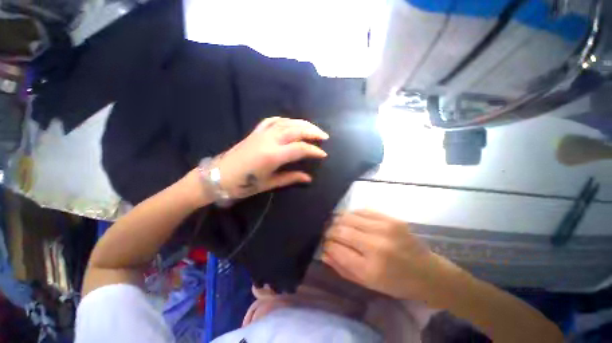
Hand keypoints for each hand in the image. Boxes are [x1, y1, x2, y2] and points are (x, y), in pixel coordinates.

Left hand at [216, 117, 328, 198]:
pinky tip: (291, 123)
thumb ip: (290, 178)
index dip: (314, 151)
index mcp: (272, 155)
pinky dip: (285, 120)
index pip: (300, 148)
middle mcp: (269, 140)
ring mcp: (261, 133)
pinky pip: (273, 121)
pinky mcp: (256, 132)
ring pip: (286, 122)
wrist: (218, 176)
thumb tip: (308, 178)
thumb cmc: (243, 184)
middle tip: (324, 136)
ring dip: (302, 123)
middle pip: (296, 130)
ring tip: (312, 128)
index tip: (323, 154)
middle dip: (312, 131)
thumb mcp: (269, 183)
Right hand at [322, 210, 461, 302]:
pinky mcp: (391, 218)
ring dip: (338, 220)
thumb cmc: (396, 283)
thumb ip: (342, 267)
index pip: (337, 248)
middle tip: (327, 233)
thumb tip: (324, 252)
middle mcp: (376, 244)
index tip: (324, 243)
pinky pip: (362, 210)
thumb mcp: (367, 283)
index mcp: (371, 268)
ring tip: (336, 224)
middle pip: (341, 229)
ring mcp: (385, 227)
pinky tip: (350, 219)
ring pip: (349, 216)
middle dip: (329, 230)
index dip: (327, 244)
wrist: (428, 273)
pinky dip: (352, 214)